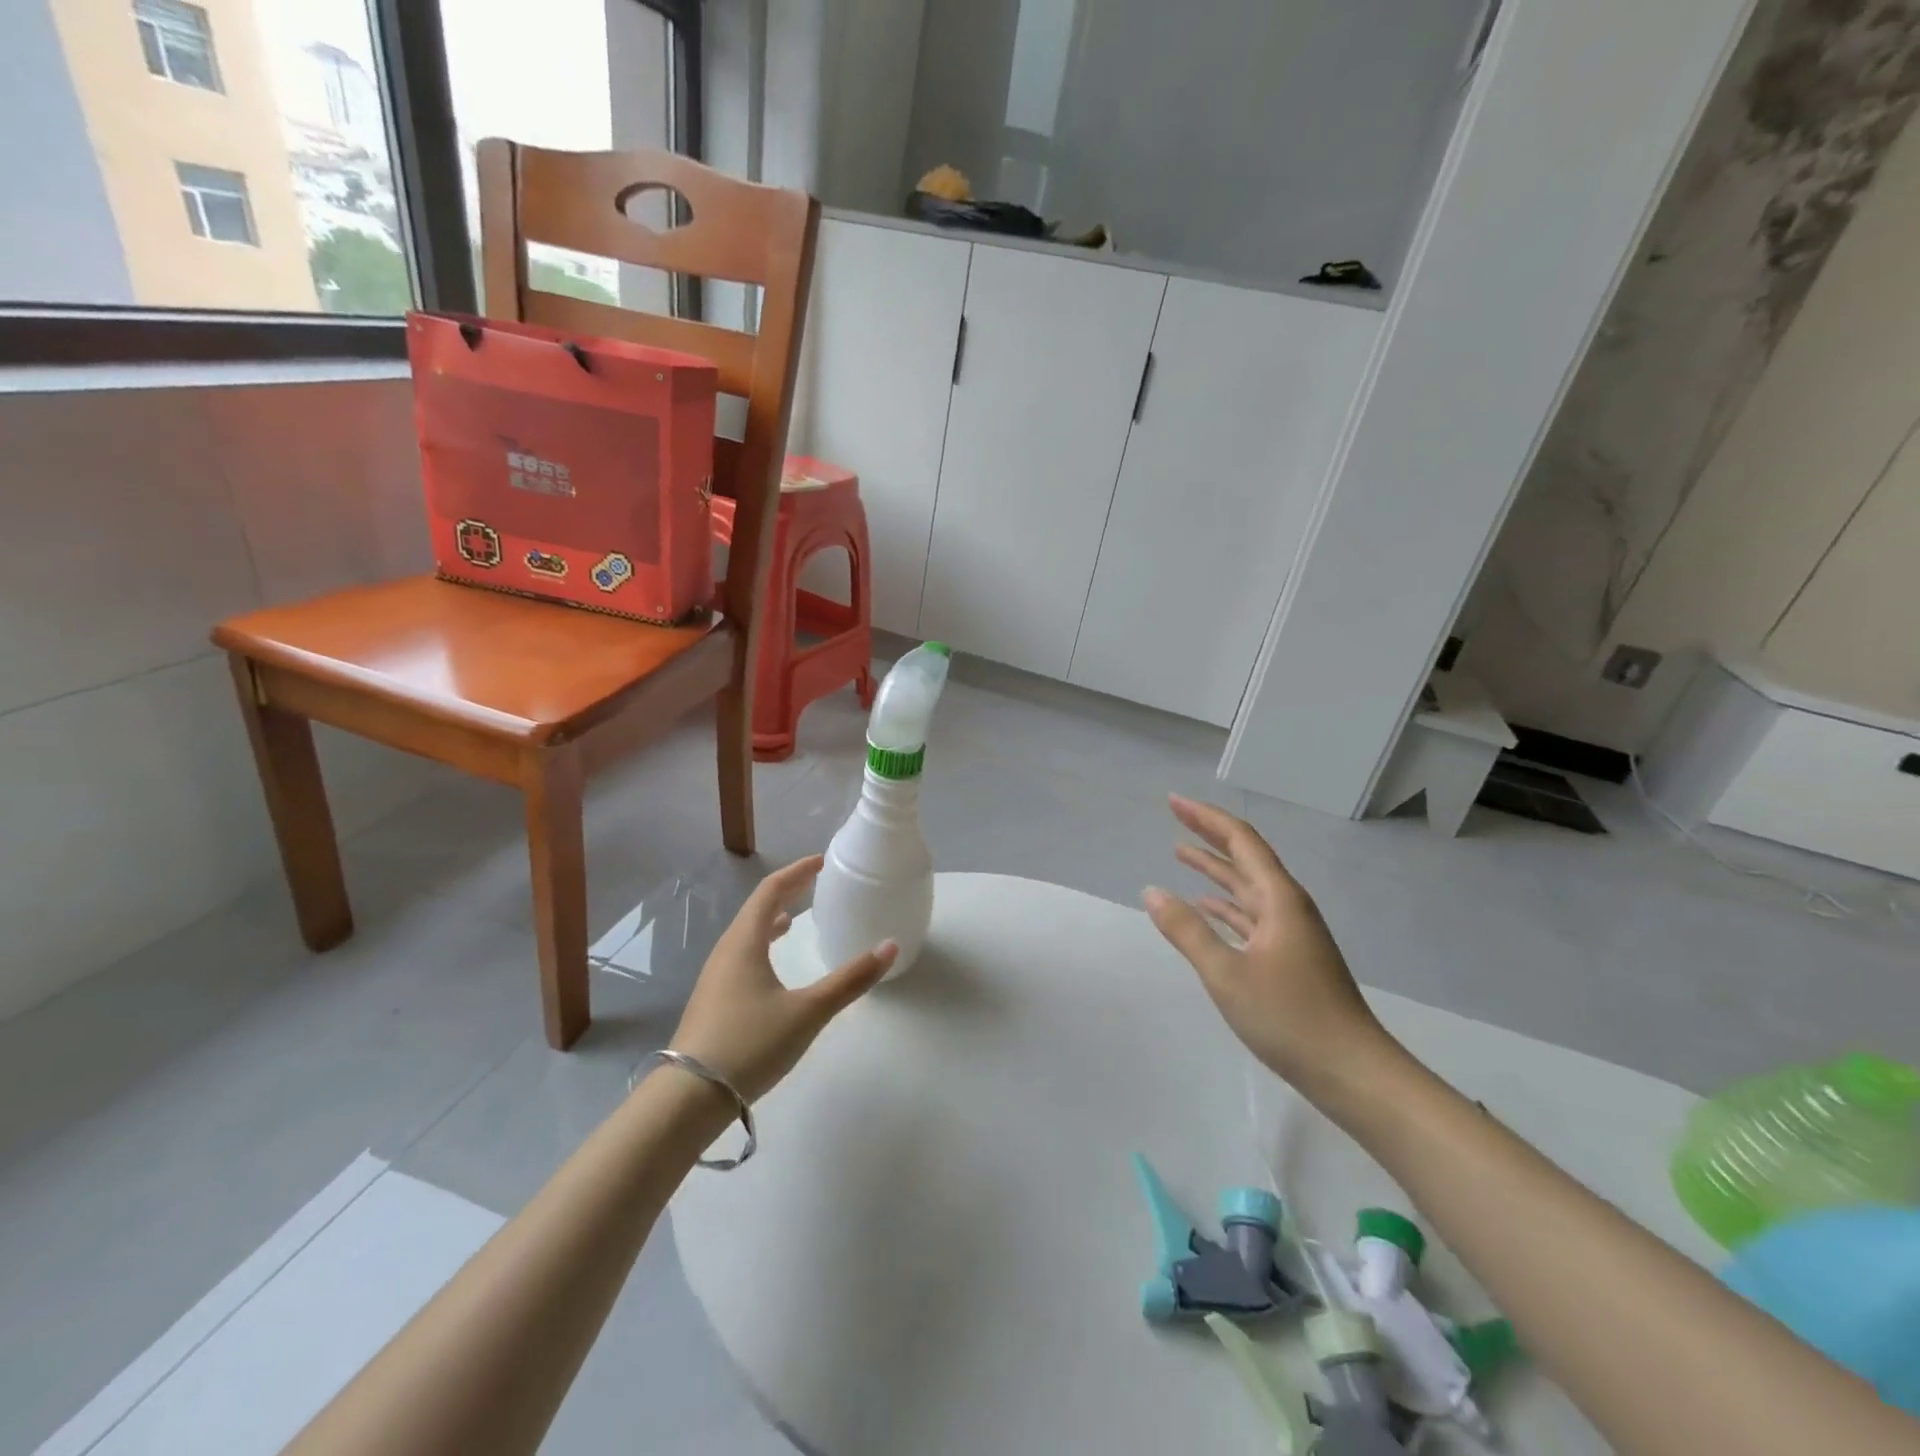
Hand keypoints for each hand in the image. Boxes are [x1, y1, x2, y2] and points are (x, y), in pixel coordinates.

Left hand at [670, 856, 896, 1103]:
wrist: (688, 1099)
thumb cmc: (750, 1044)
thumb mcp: (808, 1012)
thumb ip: (850, 979)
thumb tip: (889, 946)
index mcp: (745, 943)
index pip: (770, 891)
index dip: (796, 872)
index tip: (820, 862)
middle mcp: (726, 952)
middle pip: (755, 909)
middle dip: (785, 892)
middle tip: (813, 885)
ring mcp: (715, 978)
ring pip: (745, 935)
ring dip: (770, 919)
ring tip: (793, 919)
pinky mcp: (713, 1002)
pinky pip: (740, 956)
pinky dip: (761, 945)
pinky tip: (772, 967)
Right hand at [1144, 796, 1392, 1094]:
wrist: (1352, 1072)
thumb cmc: (1290, 1018)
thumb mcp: (1227, 973)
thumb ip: (1187, 930)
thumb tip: (1152, 891)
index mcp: (1278, 899)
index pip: (1240, 841)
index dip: (1205, 818)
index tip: (1173, 802)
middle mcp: (1287, 907)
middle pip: (1244, 858)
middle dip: (1209, 835)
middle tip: (1174, 816)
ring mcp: (1290, 933)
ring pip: (1246, 888)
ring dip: (1215, 869)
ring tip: (1181, 853)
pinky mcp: (1288, 958)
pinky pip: (1250, 915)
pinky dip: (1224, 905)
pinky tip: (1205, 906)